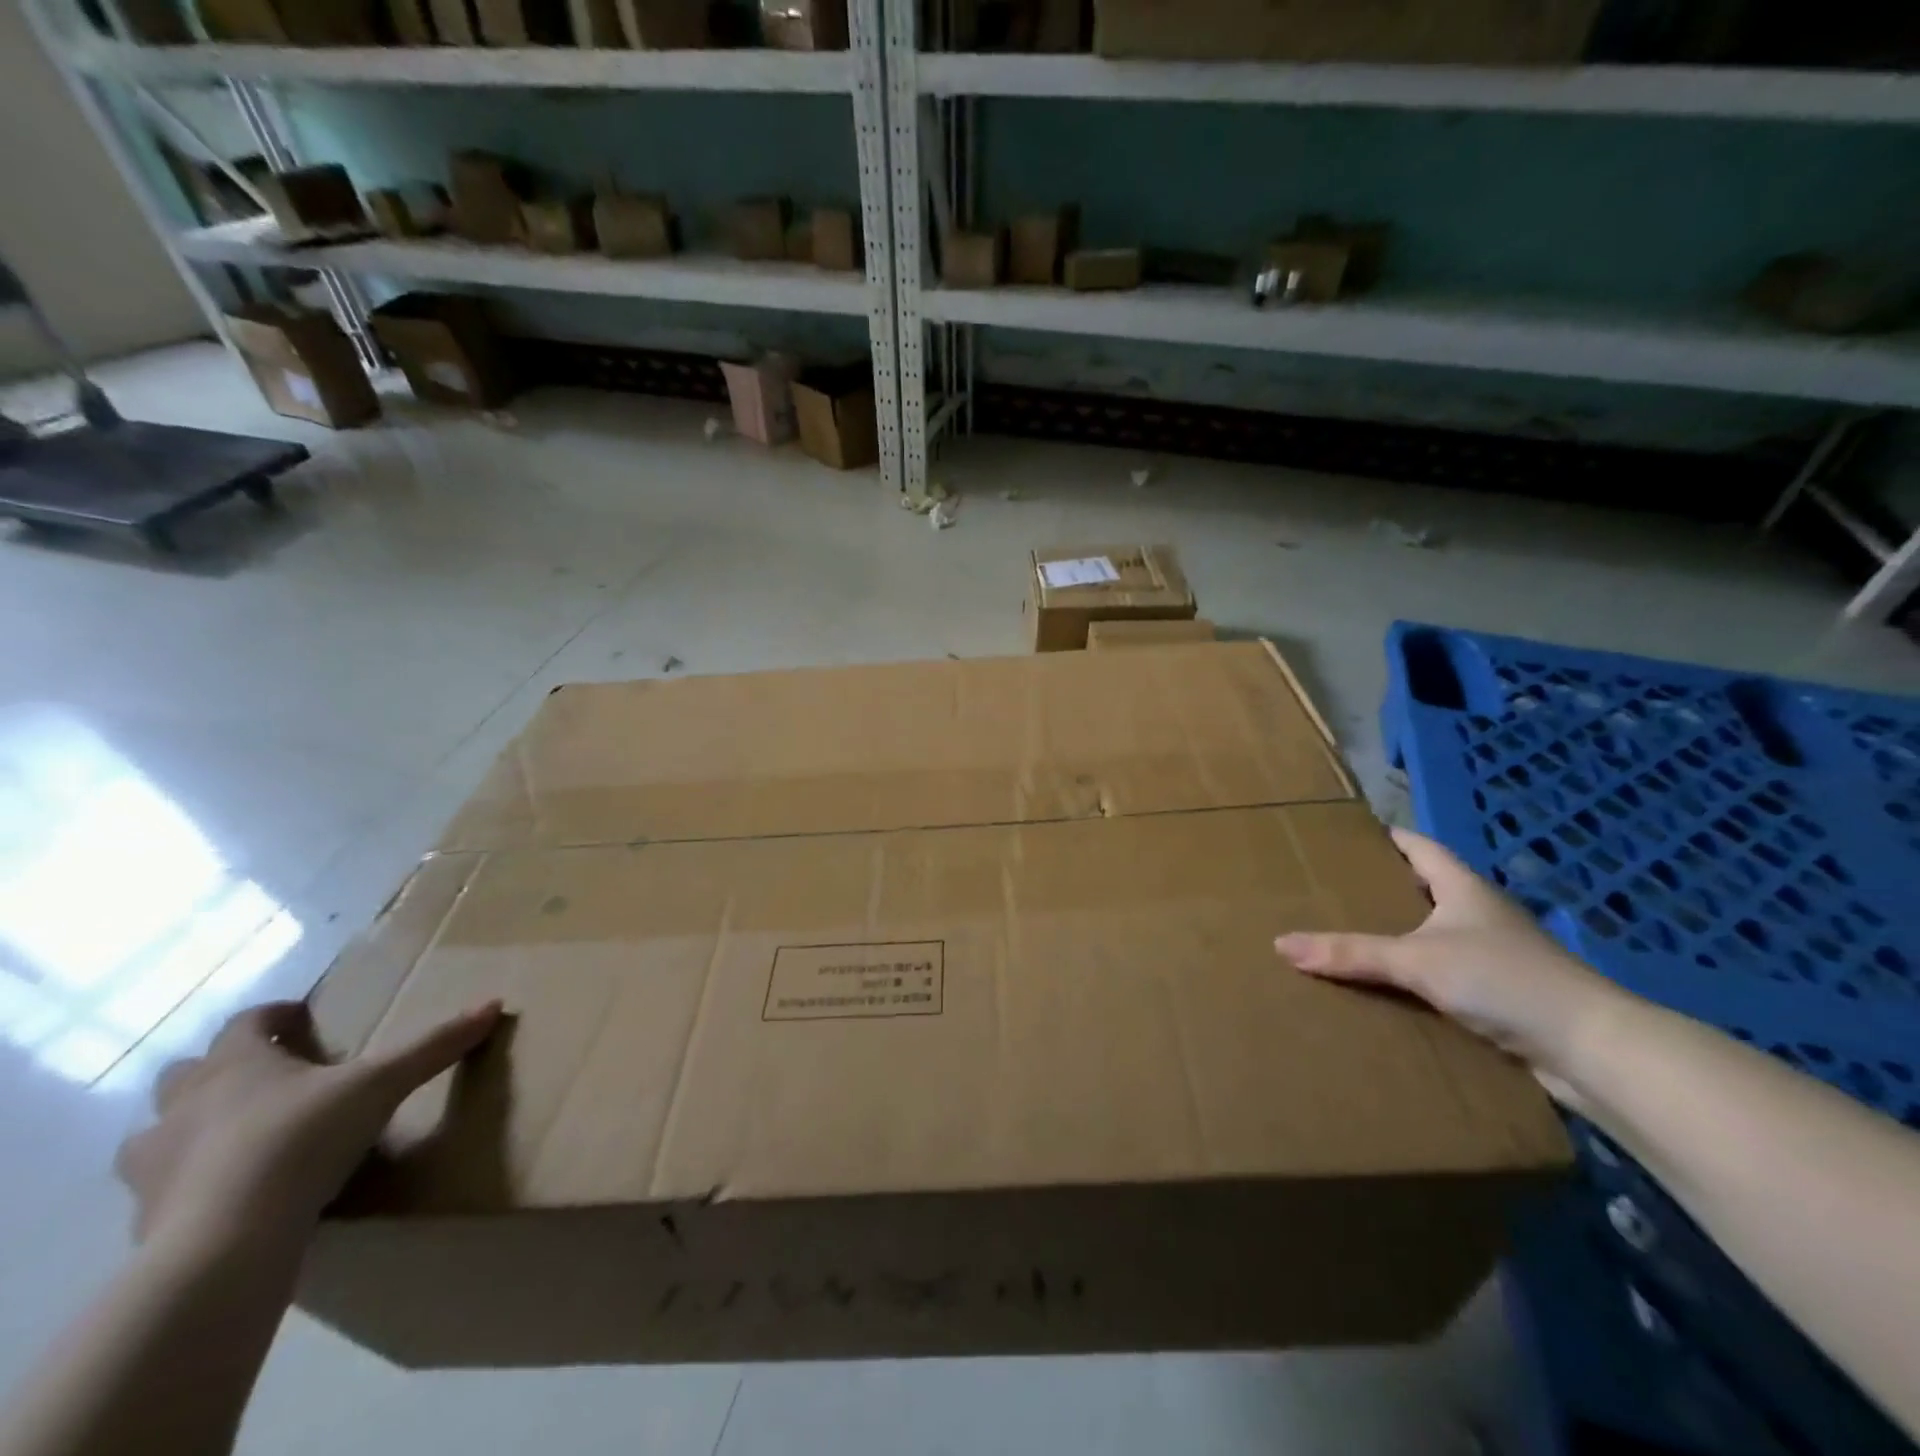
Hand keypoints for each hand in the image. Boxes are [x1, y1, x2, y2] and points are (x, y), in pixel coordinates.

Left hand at [115, 999, 501, 1254]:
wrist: (225, 1242)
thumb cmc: (301, 1141)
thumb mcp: (382, 1085)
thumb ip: (434, 1046)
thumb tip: (493, 1004)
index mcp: (236, 1065)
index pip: (246, 1022)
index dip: (274, 1016)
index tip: (302, 1019)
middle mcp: (185, 1105)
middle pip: (187, 1074)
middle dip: (222, 1071)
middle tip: (272, 1078)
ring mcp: (155, 1165)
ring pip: (157, 1133)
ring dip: (191, 1128)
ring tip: (239, 1137)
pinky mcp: (146, 1219)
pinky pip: (163, 1189)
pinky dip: (191, 1183)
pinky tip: (231, 1194)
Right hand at [1275, 828, 1629, 1099]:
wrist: (1592, 1050)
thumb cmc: (1503, 980)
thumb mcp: (1416, 961)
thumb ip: (1350, 954)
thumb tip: (1280, 944)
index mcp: (1464, 888)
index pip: (1419, 847)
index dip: (1386, 837)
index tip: (1347, 836)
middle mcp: (1481, 915)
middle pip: (1425, 890)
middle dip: (1382, 890)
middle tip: (1331, 890)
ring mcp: (1496, 956)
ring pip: (1435, 936)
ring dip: (1399, 937)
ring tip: (1348, 939)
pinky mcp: (1503, 995)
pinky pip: (1447, 975)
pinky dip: (1418, 977)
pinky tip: (1389, 990)